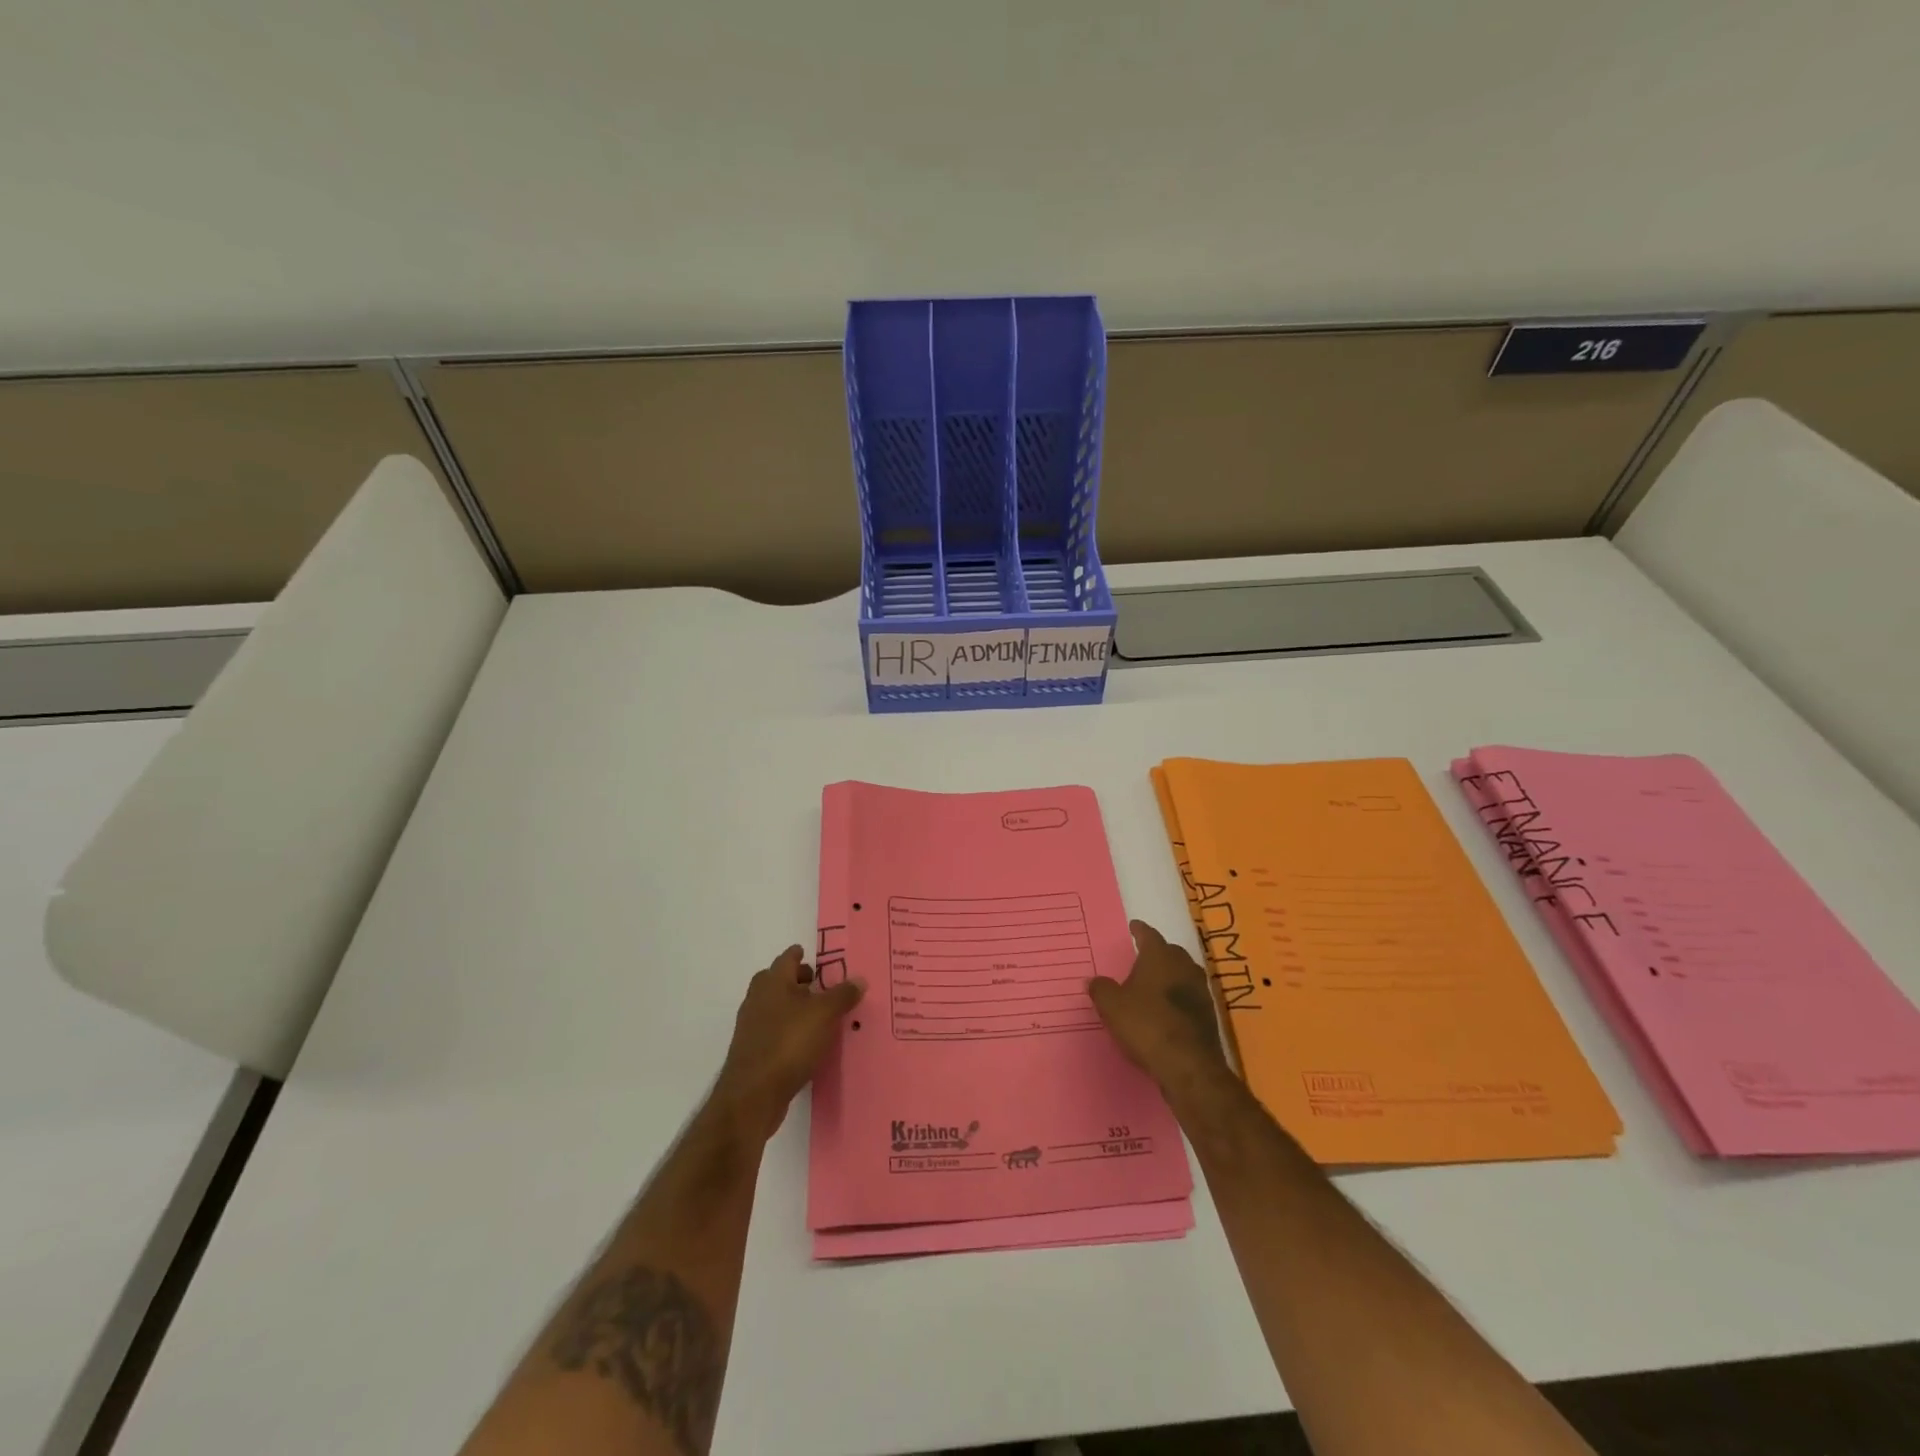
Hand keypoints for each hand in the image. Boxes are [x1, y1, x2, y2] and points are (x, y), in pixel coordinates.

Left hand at [713, 946, 863, 1139]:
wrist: (752, 1095)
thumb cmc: (789, 1043)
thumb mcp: (824, 1015)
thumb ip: (842, 995)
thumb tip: (859, 979)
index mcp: (772, 982)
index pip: (787, 958)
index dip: (800, 954)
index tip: (813, 955)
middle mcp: (758, 999)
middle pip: (778, 981)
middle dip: (797, 980)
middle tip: (820, 983)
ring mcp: (752, 1027)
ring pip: (776, 1007)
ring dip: (794, 1006)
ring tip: (820, 1014)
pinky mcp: (753, 1051)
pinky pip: (775, 1030)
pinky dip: (790, 1029)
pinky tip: (807, 1041)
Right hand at [1088, 921, 1231, 1097]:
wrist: (1189, 1066)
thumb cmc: (1146, 1025)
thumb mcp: (1112, 1006)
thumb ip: (1101, 989)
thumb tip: (1094, 980)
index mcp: (1160, 957)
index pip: (1149, 935)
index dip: (1140, 930)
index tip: (1134, 926)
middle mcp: (1184, 967)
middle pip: (1171, 952)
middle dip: (1158, 953)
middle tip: (1143, 956)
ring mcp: (1200, 991)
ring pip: (1183, 974)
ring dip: (1170, 976)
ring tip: (1154, 983)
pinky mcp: (1208, 1016)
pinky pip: (1190, 997)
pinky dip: (1178, 998)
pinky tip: (1167, 1010)